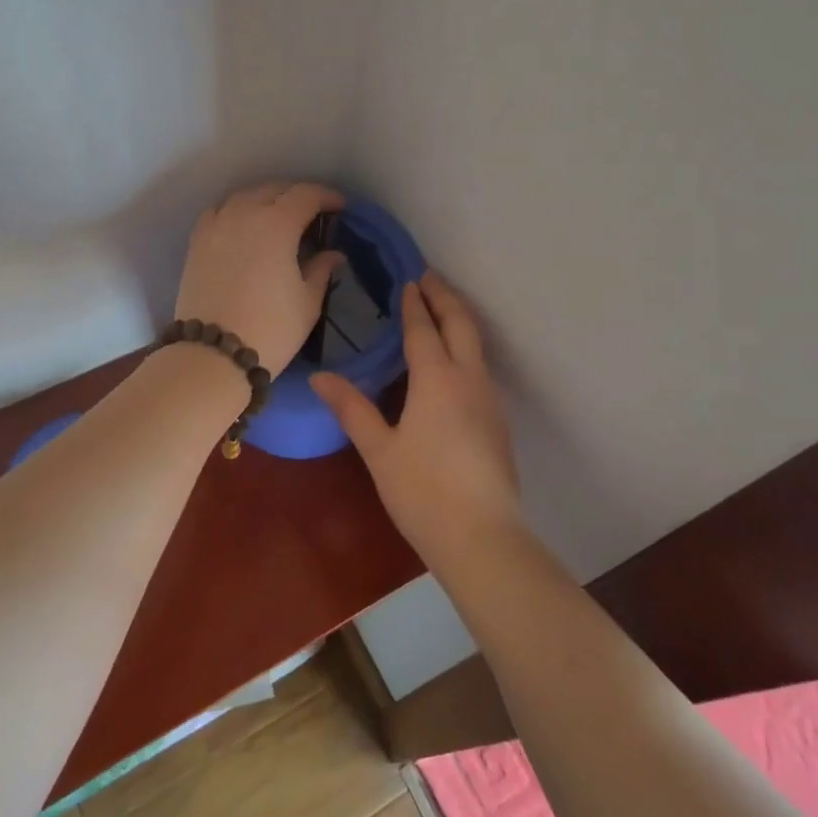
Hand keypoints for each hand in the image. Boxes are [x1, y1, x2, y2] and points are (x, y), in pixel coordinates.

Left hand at [174, 183, 347, 376]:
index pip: (306, 195)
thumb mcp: (307, 302)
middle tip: (312, 214)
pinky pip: (219, 212)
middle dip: (296, 196)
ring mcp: (217, 225)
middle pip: (274, 190)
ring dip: (265, 200)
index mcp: (277, 223)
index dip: (327, 196)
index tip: (340, 207)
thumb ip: (321, 269)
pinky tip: (243, 227)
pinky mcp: (197, 242)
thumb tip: (332, 254)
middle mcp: (245, 213)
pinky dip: (235, 212)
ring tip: (277, 217)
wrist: (212, 354)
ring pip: (245, 197)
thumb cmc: (270, 328)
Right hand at [312, 271, 522, 566]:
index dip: (414, 304)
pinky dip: (466, 347)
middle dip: (445, 297)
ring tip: (441, 310)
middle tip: (429, 278)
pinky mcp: (497, 421)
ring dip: (459, 320)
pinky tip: (453, 362)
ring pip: (476, 344)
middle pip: (461, 324)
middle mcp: (468, 378)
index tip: (408, 280)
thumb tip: (320, 377)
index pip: (424, 329)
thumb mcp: (379, 450)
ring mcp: (489, 399)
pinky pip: (481, 367)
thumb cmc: (423, 491)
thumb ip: (352, 409)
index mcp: (436, 379)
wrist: (483, 538)